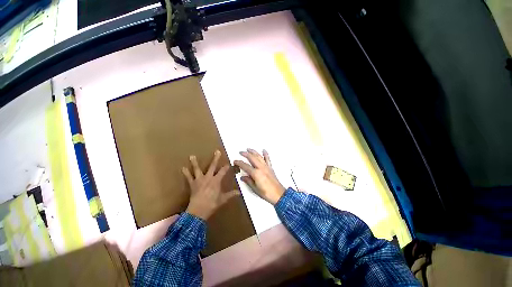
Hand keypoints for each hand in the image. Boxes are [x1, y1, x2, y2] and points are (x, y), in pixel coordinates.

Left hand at [183, 150, 238, 219]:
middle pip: (213, 166)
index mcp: (216, 181)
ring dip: (195, 163)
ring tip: (192, 156)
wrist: (198, 211)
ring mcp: (199, 180)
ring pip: (197, 169)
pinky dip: (186, 173)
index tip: (228, 163)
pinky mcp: (193, 184)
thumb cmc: (212, 204)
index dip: (226, 167)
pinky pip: (189, 177)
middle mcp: (208, 178)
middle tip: (217, 151)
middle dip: (215, 159)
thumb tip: (239, 193)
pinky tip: (183, 168)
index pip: (223, 171)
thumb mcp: (223, 199)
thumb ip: (231, 194)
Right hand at [234, 149, 285, 204]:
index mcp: (256, 173)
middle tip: (241, 152)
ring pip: (259, 156)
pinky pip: (267, 159)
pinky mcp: (270, 167)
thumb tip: (243, 177)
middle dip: (246, 154)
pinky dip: (265, 154)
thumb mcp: (255, 188)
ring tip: (249, 149)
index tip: (235, 161)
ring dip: (253, 152)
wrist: (278, 194)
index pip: (245, 166)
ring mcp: (266, 167)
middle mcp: (261, 168)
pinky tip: (264, 150)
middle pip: (252, 158)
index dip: (239, 163)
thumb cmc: (266, 193)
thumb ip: (248, 181)